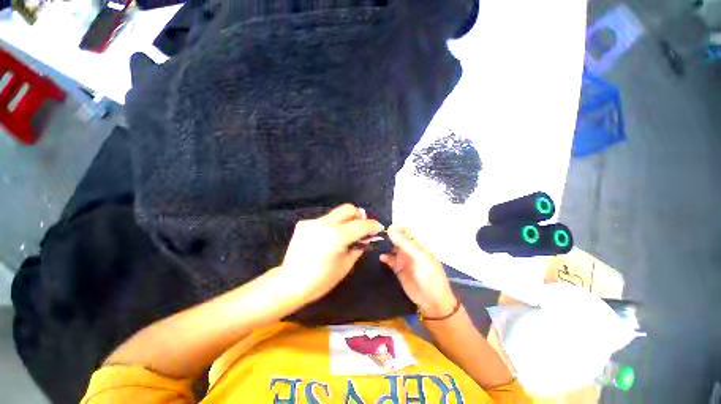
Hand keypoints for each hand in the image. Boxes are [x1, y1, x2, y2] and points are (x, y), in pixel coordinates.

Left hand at [279, 204, 383, 303]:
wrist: (290, 283)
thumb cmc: (321, 280)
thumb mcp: (346, 265)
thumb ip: (358, 247)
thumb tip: (366, 238)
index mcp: (337, 236)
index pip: (361, 224)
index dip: (373, 225)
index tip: (378, 228)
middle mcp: (325, 223)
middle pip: (348, 208)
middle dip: (359, 215)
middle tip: (362, 227)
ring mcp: (312, 222)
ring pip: (335, 214)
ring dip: (345, 221)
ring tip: (344, 235)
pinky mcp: (304, 224)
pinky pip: (323, 220)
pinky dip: (331, 226)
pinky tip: (327, 239)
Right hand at [380, 225, 455, 317]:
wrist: (431, 301)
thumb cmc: (430, 275)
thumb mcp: (419, 257)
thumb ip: (404, 243)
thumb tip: (390, 228)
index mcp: (418, 243)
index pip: (405, 230)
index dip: (395, 226)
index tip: (383, 225)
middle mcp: (410, 248)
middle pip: (397, 237)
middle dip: (387, 234)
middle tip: (375, 233)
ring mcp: (403, 258)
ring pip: (392, 247)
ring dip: (385, 244)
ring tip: (374, 242)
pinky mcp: (398, 268)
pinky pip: (390, 260)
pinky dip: (385, 257)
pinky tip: (381, 257)